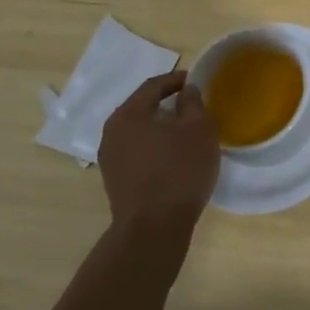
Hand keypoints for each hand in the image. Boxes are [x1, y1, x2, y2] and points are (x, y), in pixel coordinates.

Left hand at [98, 72, 220, 238]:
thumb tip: (186, 91)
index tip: (196, 80)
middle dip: (167, 103)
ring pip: (139, 132)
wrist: (153, 229)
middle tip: (192, 104)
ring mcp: (110, 160)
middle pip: (142, 108)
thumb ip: (193, 103)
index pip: (153, 86)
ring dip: (161, 128)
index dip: (176, 80)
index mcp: (128, 114)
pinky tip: (174, 156)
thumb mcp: (199, 129)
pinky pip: (138, 152)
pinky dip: (155, 147)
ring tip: (186, 131)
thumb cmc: (179, 170)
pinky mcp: (116, 181)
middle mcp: (112, 133)